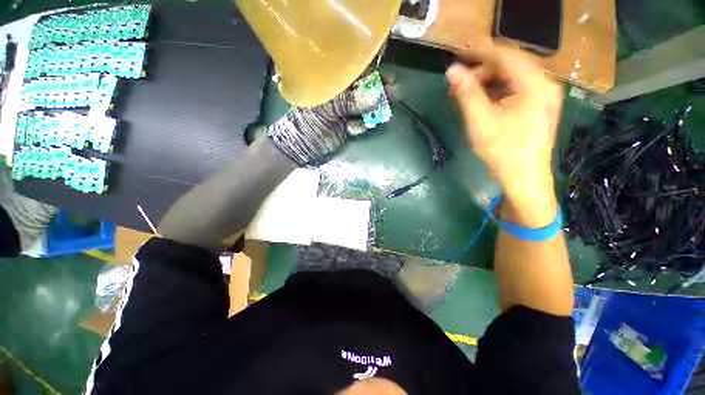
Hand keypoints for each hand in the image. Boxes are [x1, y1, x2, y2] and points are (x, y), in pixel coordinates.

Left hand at [266, 82, 383, 164]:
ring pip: (366, 108)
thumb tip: (377, 96)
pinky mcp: (348, 127)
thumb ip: (351, 102)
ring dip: (374, 110)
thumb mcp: (327, 108)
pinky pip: (361, 124)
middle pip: (365, 91)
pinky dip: (360, 126)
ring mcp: (346, 113)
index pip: (357, 75)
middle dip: (380, 92)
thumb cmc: (308, 121)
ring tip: (383, 112)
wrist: (302, 146)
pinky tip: (352, 129)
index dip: (374, 75)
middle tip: (394, 93)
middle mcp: (342, 97)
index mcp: (333, 85)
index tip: (389, 78)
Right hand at [446, 47, 562, 192]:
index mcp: (534, 84)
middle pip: (512, 64)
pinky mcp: (541, 106)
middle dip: (484, 69)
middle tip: (462, 83)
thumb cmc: (502, 150)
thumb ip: (466, 93)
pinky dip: (501, 89)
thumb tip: (451, 71)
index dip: (480, 55)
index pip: (505, 55)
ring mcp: (546, 95)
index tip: (458, 60)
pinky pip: (520, 87)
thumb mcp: (480, 121)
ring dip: (491, 79)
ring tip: (471, 92)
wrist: (525, 176)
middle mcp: (545, 84)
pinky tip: (487, 100)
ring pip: (516, 76)